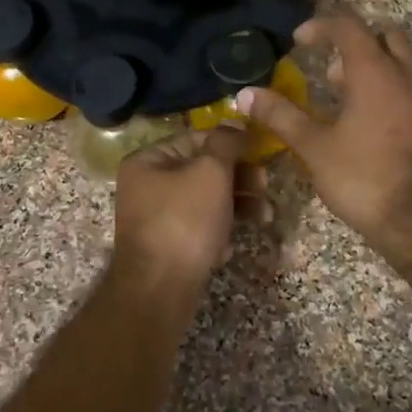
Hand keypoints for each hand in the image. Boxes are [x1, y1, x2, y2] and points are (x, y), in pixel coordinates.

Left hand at [112, 126, 259, 304]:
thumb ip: (225, 143)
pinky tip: (230, 247)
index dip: (229, 143)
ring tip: (264, 217)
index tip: (260, 152)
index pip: (195, 138)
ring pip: (205, 201)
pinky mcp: (168, 247)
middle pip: (201, 170)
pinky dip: (219, 232)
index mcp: (148, 160)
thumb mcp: (210, 172)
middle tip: (265, 186)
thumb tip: (234, 121)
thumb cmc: (184, 221)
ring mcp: (155, 218)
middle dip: (238, 178)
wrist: (159, 290)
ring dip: (237, 205)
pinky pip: (199, 229)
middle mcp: (146, 186)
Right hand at [238, 9, 411, 240]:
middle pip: (385, 36)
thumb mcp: (314, 147)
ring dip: (374, 69)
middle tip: (329, 70)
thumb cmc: (363, 177)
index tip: (299, 41)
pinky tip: (372, 127)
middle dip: (355, 43)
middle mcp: (407, 77)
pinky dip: (391, 94)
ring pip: (403, 64)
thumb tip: (245, 94)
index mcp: (375, 73)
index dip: (321, 26)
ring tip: (345, 101)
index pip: (349, 27)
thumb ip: (281, 115)